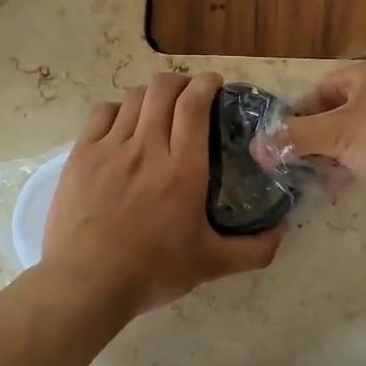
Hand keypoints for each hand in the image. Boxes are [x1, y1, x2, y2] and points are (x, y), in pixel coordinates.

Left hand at [43, 72, 285, 318]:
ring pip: (134, 97)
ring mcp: (110, 148)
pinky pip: (102, 113)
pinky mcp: (81, 155)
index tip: (215, 84)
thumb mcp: (212, 265)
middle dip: (181, 82)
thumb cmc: (152, 271)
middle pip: (163, 89)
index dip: (206, 84)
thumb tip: (284, 232)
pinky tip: (123, 123)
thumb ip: (254, 249)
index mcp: (183, 169)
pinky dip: (118, 109)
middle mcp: (148, 147)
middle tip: (190, 95)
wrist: (86, 283)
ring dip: (152, 94)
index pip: (194, 104)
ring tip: (159, 107)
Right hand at [282, 59, 365, 203]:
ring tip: (314, 181)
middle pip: (334, 115)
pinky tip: (345, 185)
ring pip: (354, 136)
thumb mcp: (337, 133)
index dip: (296, 119)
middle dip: (313, 141)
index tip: (279, 146)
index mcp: (360, 77)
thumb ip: (296, 140)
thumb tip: (256, 147)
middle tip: (293, 169)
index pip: (316, 94)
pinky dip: (357, 165)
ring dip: (334, 156)